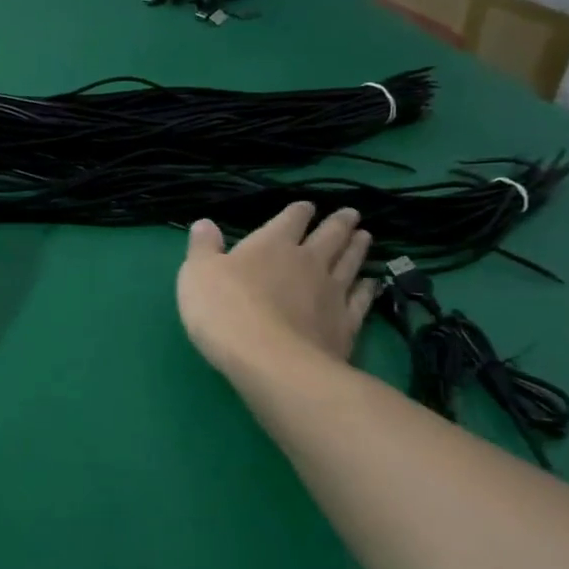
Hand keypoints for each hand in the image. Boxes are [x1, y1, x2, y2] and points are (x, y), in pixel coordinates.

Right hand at [177, 204, 377, 376]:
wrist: (270, 361)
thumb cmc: (225, 311)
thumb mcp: (197, 274)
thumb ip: (203, 248)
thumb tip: (205, 223)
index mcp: (271, 244)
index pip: (290, 219)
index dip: (299, 211)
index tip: (306, 207)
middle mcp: (307, 261)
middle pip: (329, 236)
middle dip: (338, 223)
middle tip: (351, 214)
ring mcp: (331, 292)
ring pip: (349, 262)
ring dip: (357, 248)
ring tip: (364, 237)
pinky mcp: (346, 323)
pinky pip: (360, 300)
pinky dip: (367, 289)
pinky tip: (371, 284)